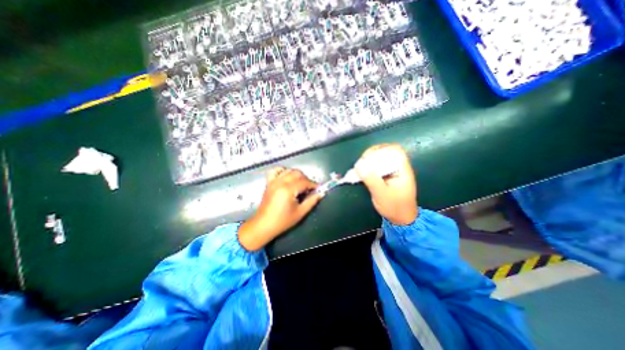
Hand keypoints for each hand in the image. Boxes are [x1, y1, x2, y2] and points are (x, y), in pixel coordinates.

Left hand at [239, 167, 324, 250]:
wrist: (264, 225)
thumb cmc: (282, 221)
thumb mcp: (300, 213)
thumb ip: (311, 201)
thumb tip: (321, 193)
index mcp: (288, 190)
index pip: (304, 182)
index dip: (313, 184)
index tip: (318, 188)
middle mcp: (280, 182)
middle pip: (297, 173)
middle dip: (306, 179)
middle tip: (309, 188)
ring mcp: (273, 181)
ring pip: (288, 170)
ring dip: (296, 175)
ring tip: (300, 184)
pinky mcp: (269, 183)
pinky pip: (275, 171)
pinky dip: (283, 171)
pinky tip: (287, 176)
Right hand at [354, 144, 415, 224]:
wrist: (401, 219)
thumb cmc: (394, 207)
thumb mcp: (382, 194)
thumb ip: (371, 179)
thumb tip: (359, 165)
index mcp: (402, 169)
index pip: (395, 150)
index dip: (381, 149)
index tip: (368, 156)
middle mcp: (398, 168)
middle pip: (386, 153)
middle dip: (372, 155)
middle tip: (362, 163)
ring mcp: (393, 172)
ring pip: (381, 160)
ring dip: (370, 161)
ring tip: (360, 167)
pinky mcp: (387, 177)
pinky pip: (377, 168)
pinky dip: (369, 168)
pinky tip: (363, 173)